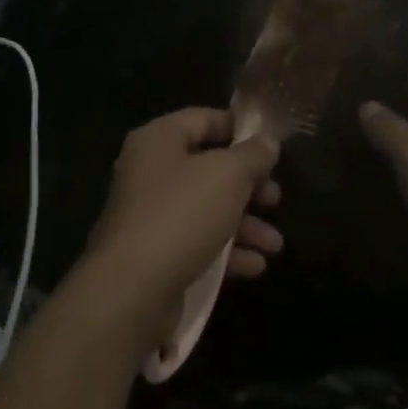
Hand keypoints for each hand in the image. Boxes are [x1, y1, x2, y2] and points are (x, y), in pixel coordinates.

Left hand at [81, 108, 283, 342]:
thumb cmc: (182, 214)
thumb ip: (252, 155)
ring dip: (244, 224)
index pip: (203, 119)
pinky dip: (226, 252)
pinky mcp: (154, 254)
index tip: (270, 145)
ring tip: (274, 244)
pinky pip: (196, 242)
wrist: (131, 290)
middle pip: (208, 167)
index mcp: (159, 140)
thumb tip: (268, 142)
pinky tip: (254, 266)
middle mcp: (150, 172)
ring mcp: (150, 215)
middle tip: (275, 198)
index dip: (238, 128)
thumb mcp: (228, 175)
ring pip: (206, 209)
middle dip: (248, 185)